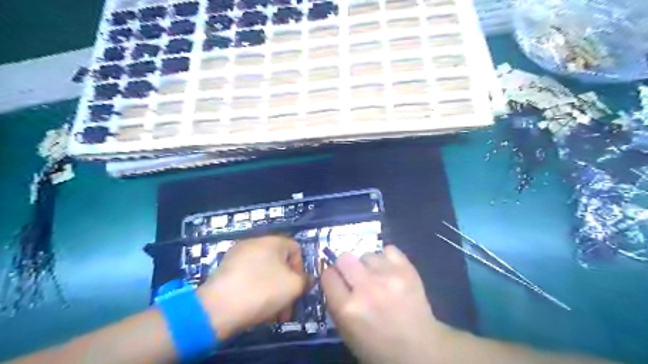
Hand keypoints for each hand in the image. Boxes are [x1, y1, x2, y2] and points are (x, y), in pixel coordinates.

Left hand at [198, 234, 308, 338]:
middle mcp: (254, 243)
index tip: (298, 288)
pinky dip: (256, 290)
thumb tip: (305, 279)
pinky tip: (255, 309)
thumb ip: (305, 280)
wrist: (217, 308)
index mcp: (273, 241)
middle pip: (279, 264)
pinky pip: (248, 278)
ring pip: (264, 273)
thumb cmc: (262, 290)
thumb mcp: (294, 286)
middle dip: (286, 286)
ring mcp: (237, 256)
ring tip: (272, 313)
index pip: (296, 249)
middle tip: (287, 307)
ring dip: (273, 291)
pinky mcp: (224, 270)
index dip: (301, 269)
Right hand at [320, 246, 443, 362]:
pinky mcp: (407, 269)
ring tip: (377, 277)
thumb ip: (336, 305)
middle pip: (344, 258)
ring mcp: (388, 276)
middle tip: (354, 276)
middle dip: (346, 266)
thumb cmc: (378, 347)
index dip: (331, 277)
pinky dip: (386, 258)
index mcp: (348, 308)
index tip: (337, 281)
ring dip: (368, 265)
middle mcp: (366, 288)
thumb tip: (333, 280)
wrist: (420, 349)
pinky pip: (389, 250)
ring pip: (367, 254)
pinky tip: (389, 271)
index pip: (328, 275)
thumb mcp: (347, 333)